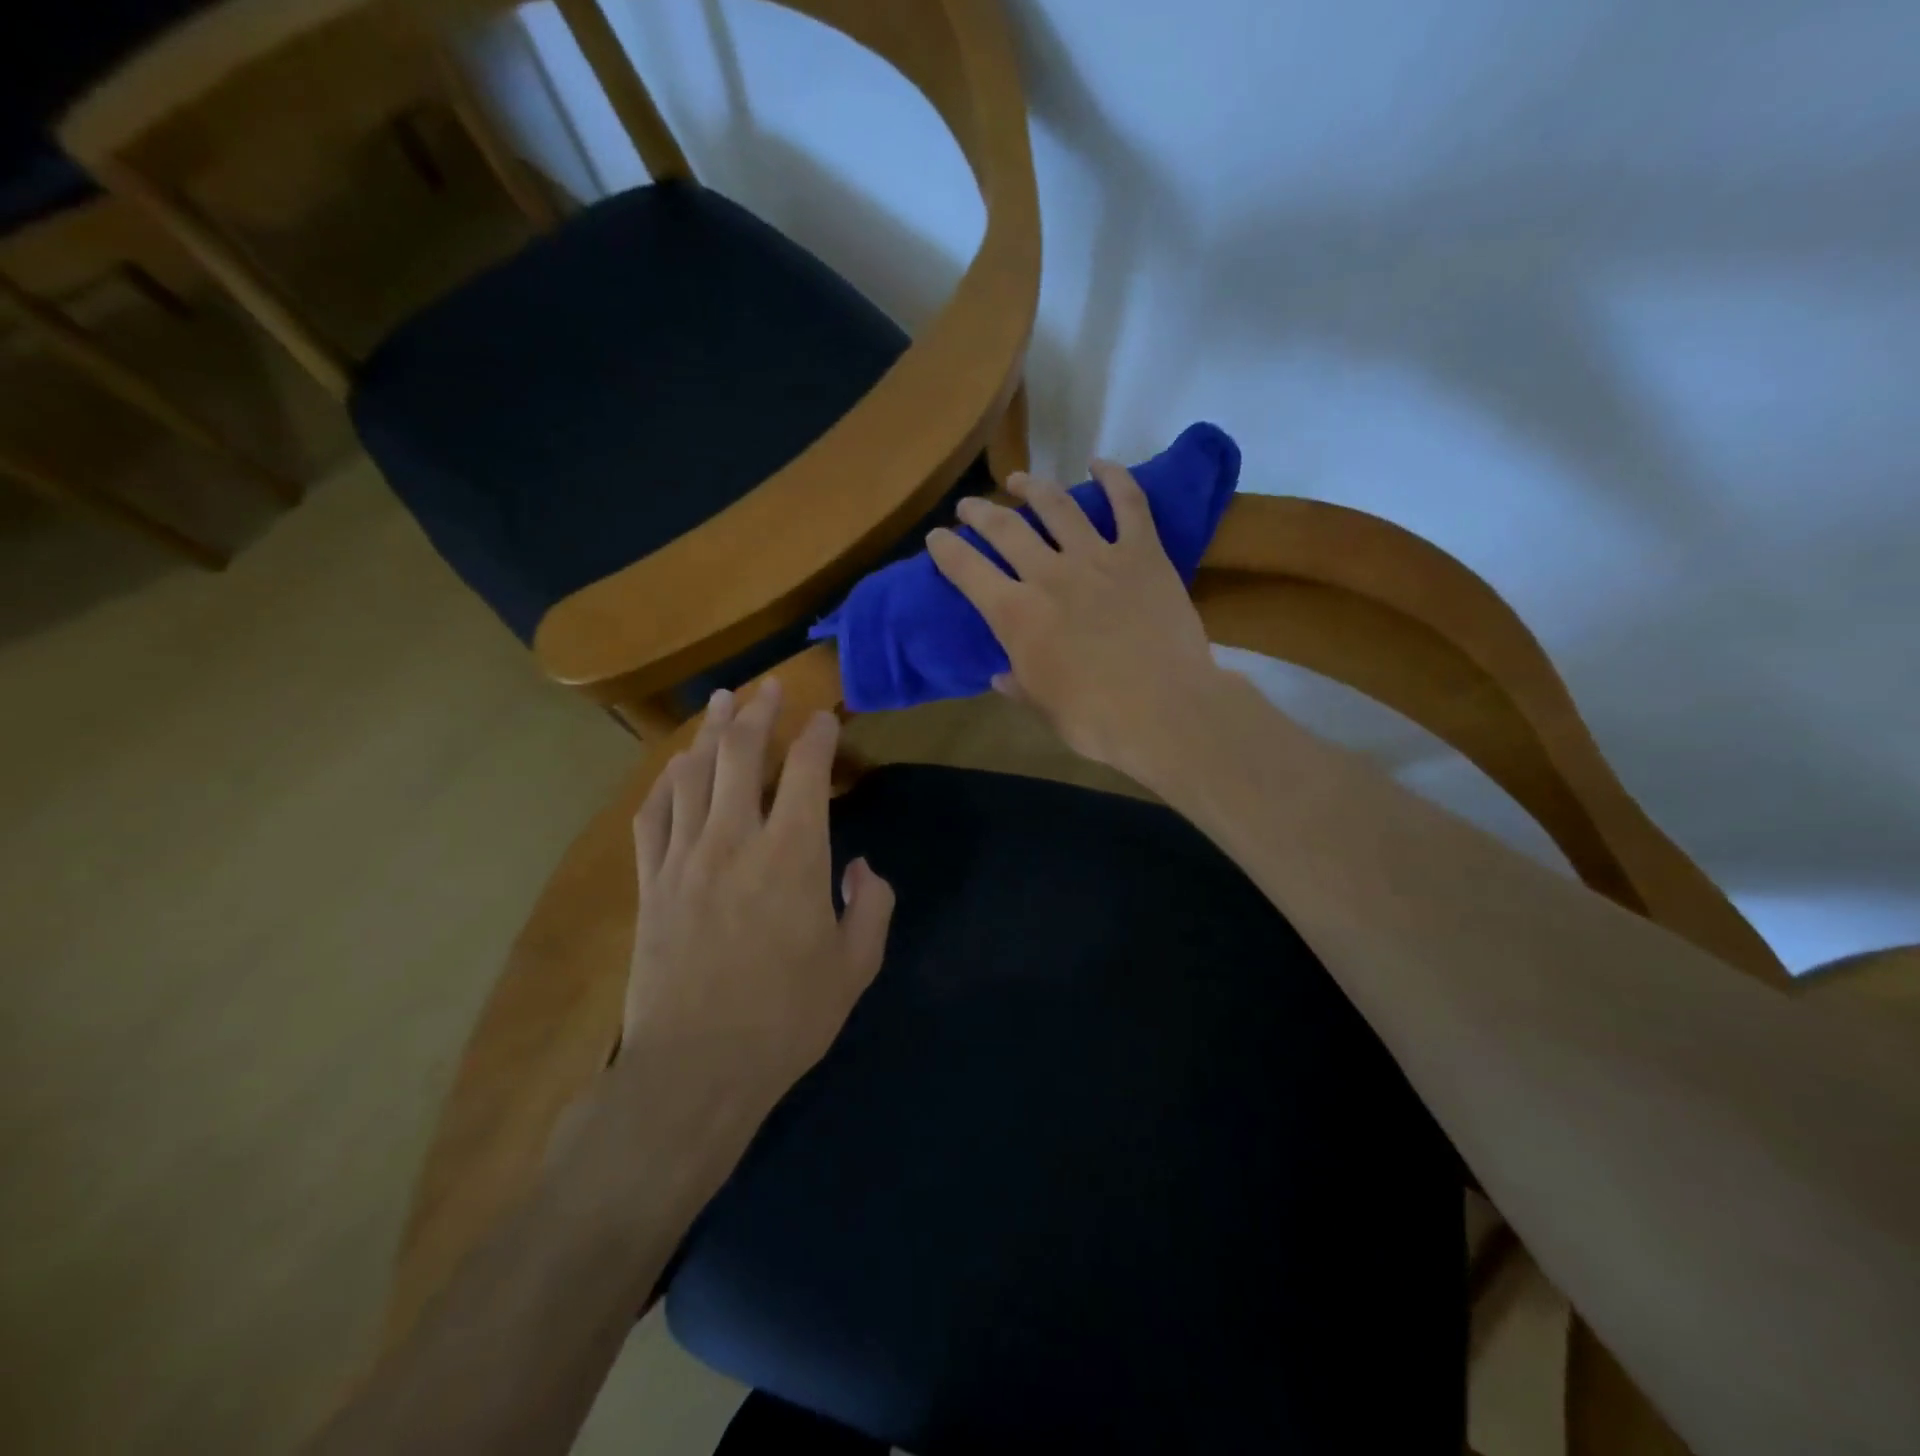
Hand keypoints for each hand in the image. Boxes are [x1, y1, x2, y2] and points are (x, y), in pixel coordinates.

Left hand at [622, 679, 894, 1102]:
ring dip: (711, 732)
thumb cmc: (785, 1019)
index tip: (826, 716)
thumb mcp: (854, 968)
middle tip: (769, 688)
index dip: (818, 735)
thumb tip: (860, 867)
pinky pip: (653, 815)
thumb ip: (870, 907)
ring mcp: (685, 858)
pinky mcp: (651, 883)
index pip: (807, 772)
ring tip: (723, 702)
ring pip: (695, 774)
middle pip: (743, 755)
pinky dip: (666, 782)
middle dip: (759, 713)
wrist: (695, 1070)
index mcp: (793, 855)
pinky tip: (676, 765)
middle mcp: (736, 840)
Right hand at [927, 463, 1225, 782]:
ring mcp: (1098, 558)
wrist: (1164, 711)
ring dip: (1033, 487)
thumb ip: (1019, 683)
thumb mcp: (1044, 707)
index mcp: (1016, 615)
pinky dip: (1114, 478)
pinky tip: (1099, 464)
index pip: (967, 571)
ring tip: (1020, 480)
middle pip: (1005, 528)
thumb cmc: (1096, 720)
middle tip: (970, 506)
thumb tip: (1002, 675)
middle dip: (980, 512)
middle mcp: (1049, 575)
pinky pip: (1129, 504)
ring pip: (1057, 506)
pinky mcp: (1143, 554)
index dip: (946, 550)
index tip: (937, 538)